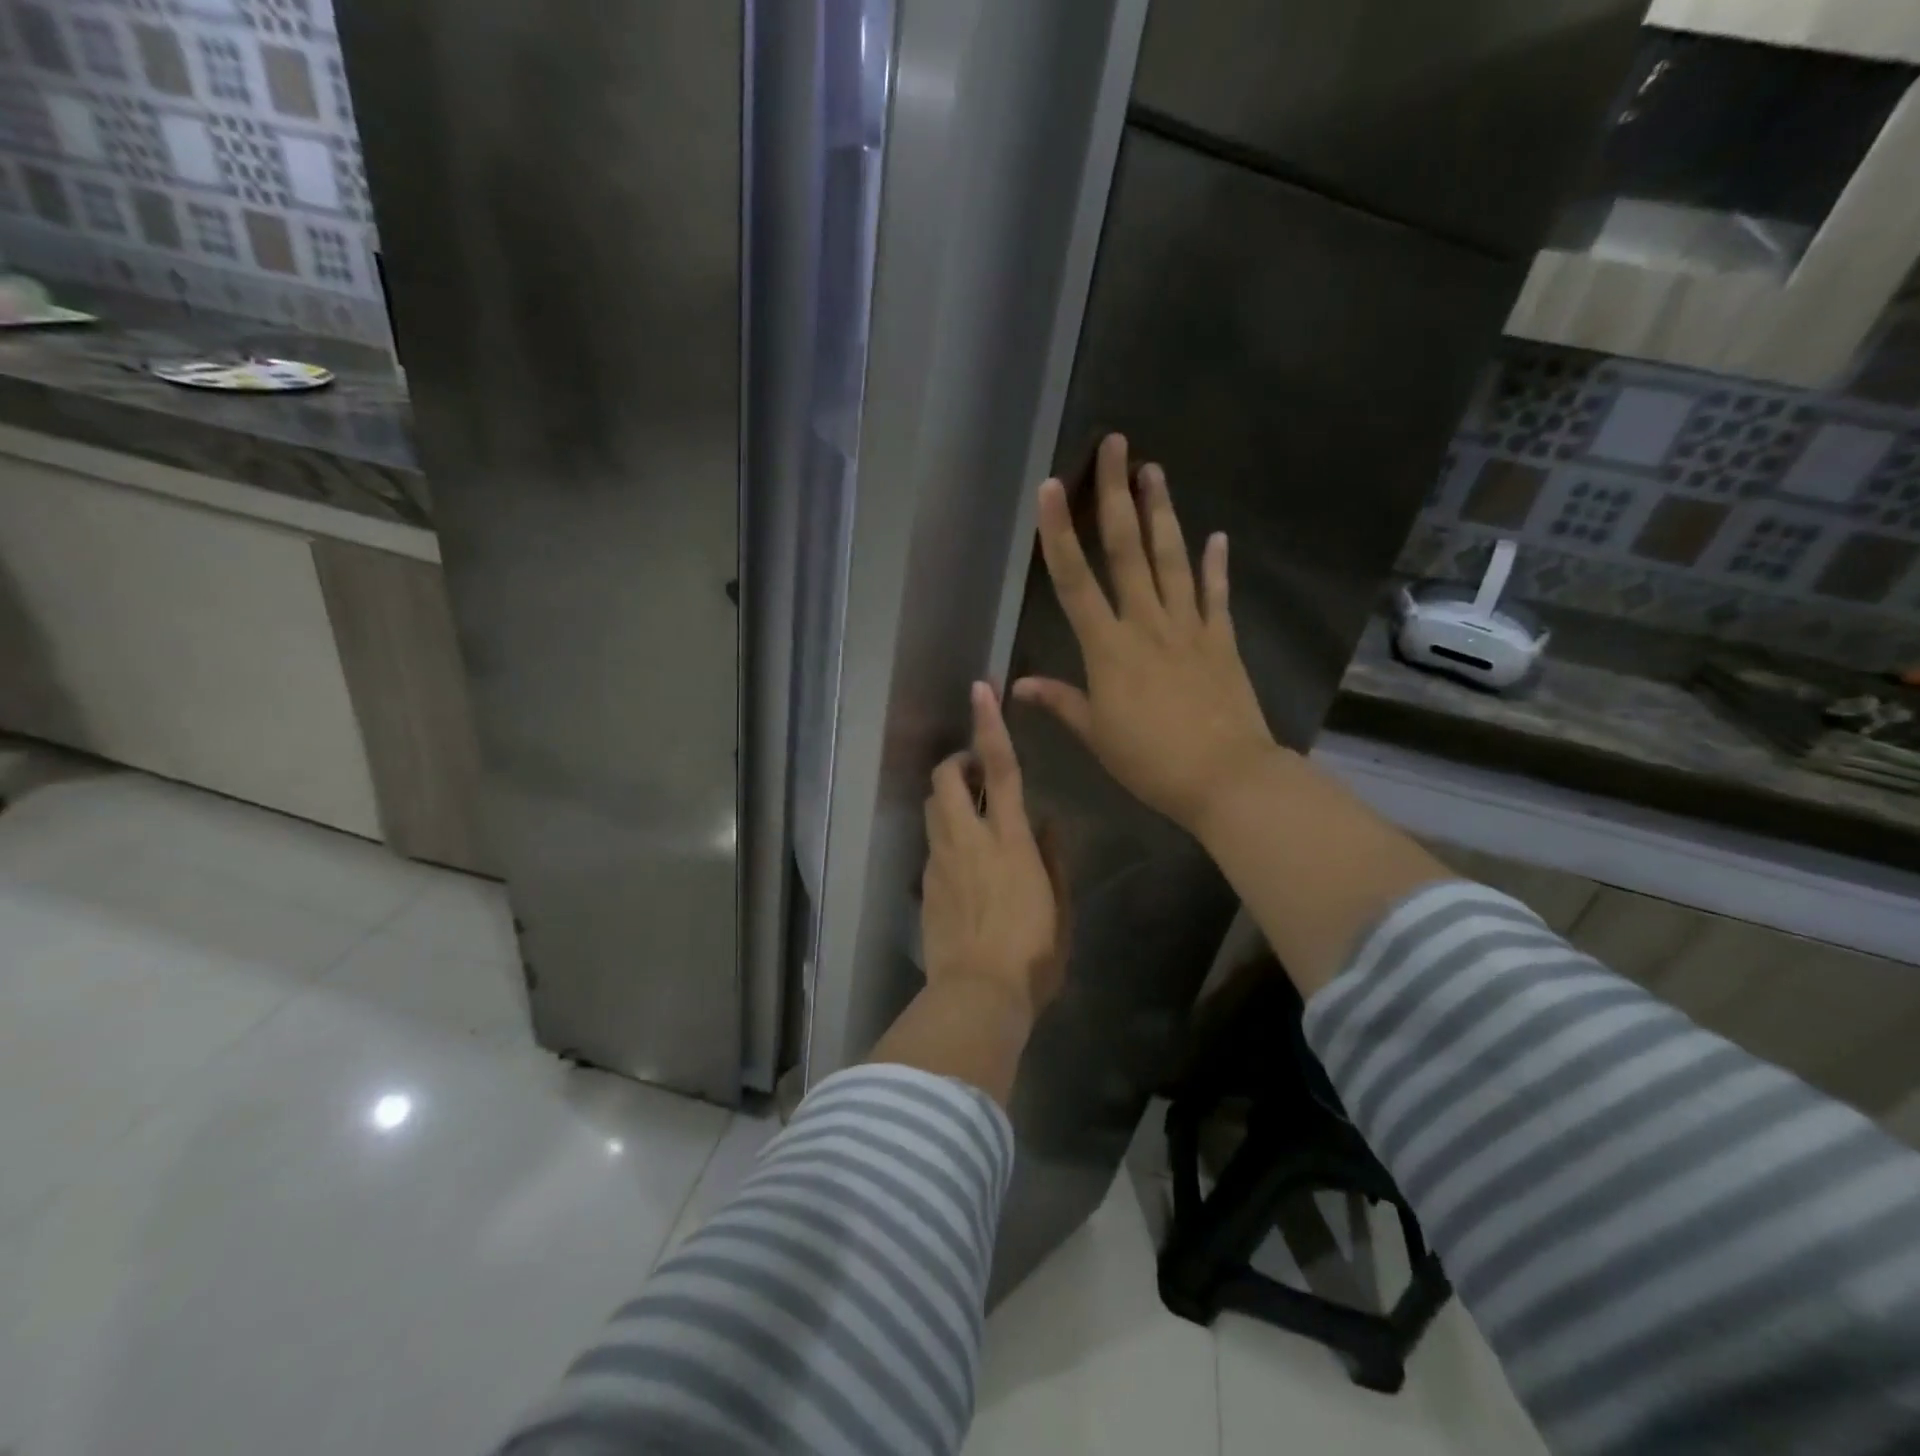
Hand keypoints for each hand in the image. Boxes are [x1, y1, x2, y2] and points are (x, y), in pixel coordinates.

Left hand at [922, 682, 1068, 1021]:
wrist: (976, 996)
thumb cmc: (1033, 956)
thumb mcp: (1060, 908)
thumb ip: (1053, 859)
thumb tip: (1047, 822)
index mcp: (1010, 840)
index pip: (1000, 769)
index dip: (989, 726)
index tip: (980, 690)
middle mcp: (968, 840)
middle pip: (947, 778)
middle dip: (956, 761)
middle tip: (975, 772)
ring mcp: (940, 861)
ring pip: (931, 807)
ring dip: (948, 797)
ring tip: (969, 814)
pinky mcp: (924, 885)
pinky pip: (931, 845)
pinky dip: (944, 838)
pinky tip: (962, 865)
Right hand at [1013, 433, 1278, 834]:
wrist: (1226, 778)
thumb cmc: (1150, 761)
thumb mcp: (1096, 736)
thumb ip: (1061, 702)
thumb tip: (1018, 684)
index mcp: (1108, 648)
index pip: (1075, 580)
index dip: (1058, 532)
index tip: (1051, 487)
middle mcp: (1147, 623)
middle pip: (1127, 550)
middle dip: (1117, 495)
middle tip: (1117, 446)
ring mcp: (1189, 627)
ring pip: (1171, 560)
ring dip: (1161, 513)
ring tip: (1155, 472)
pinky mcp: (1221, 640)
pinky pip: (1215, 595)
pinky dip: (1215, 566)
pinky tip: (1216, 537)